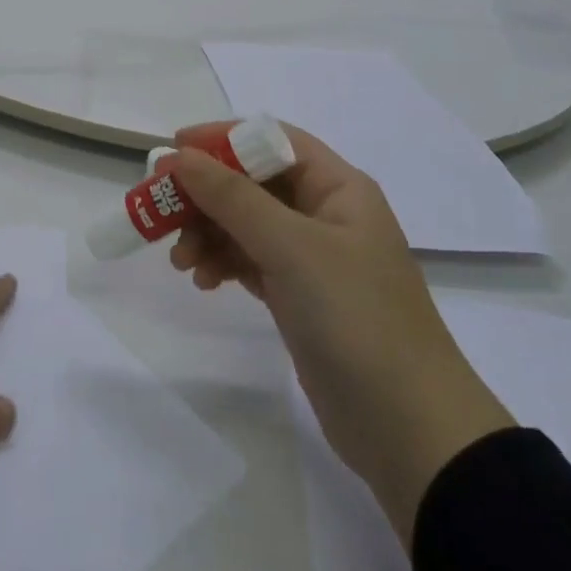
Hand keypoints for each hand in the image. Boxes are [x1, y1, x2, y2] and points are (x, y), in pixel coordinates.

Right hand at [169, 124, 513, 543]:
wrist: (410, 432)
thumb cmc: (355, 317)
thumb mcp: (291, 247)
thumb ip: (232, 197)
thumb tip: (178, 155)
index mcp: (337, 186)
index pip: (271, 140)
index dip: (221, 139)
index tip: (172, 151)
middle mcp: (325, 213)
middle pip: (252, 182)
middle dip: (205, 193)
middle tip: (160, 209)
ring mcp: (312, 257)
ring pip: (246, 223)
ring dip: (208, 231)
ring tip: (180, 259)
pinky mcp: (299, 297)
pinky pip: (249, 260)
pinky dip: (222, 262)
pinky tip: (202, 280)